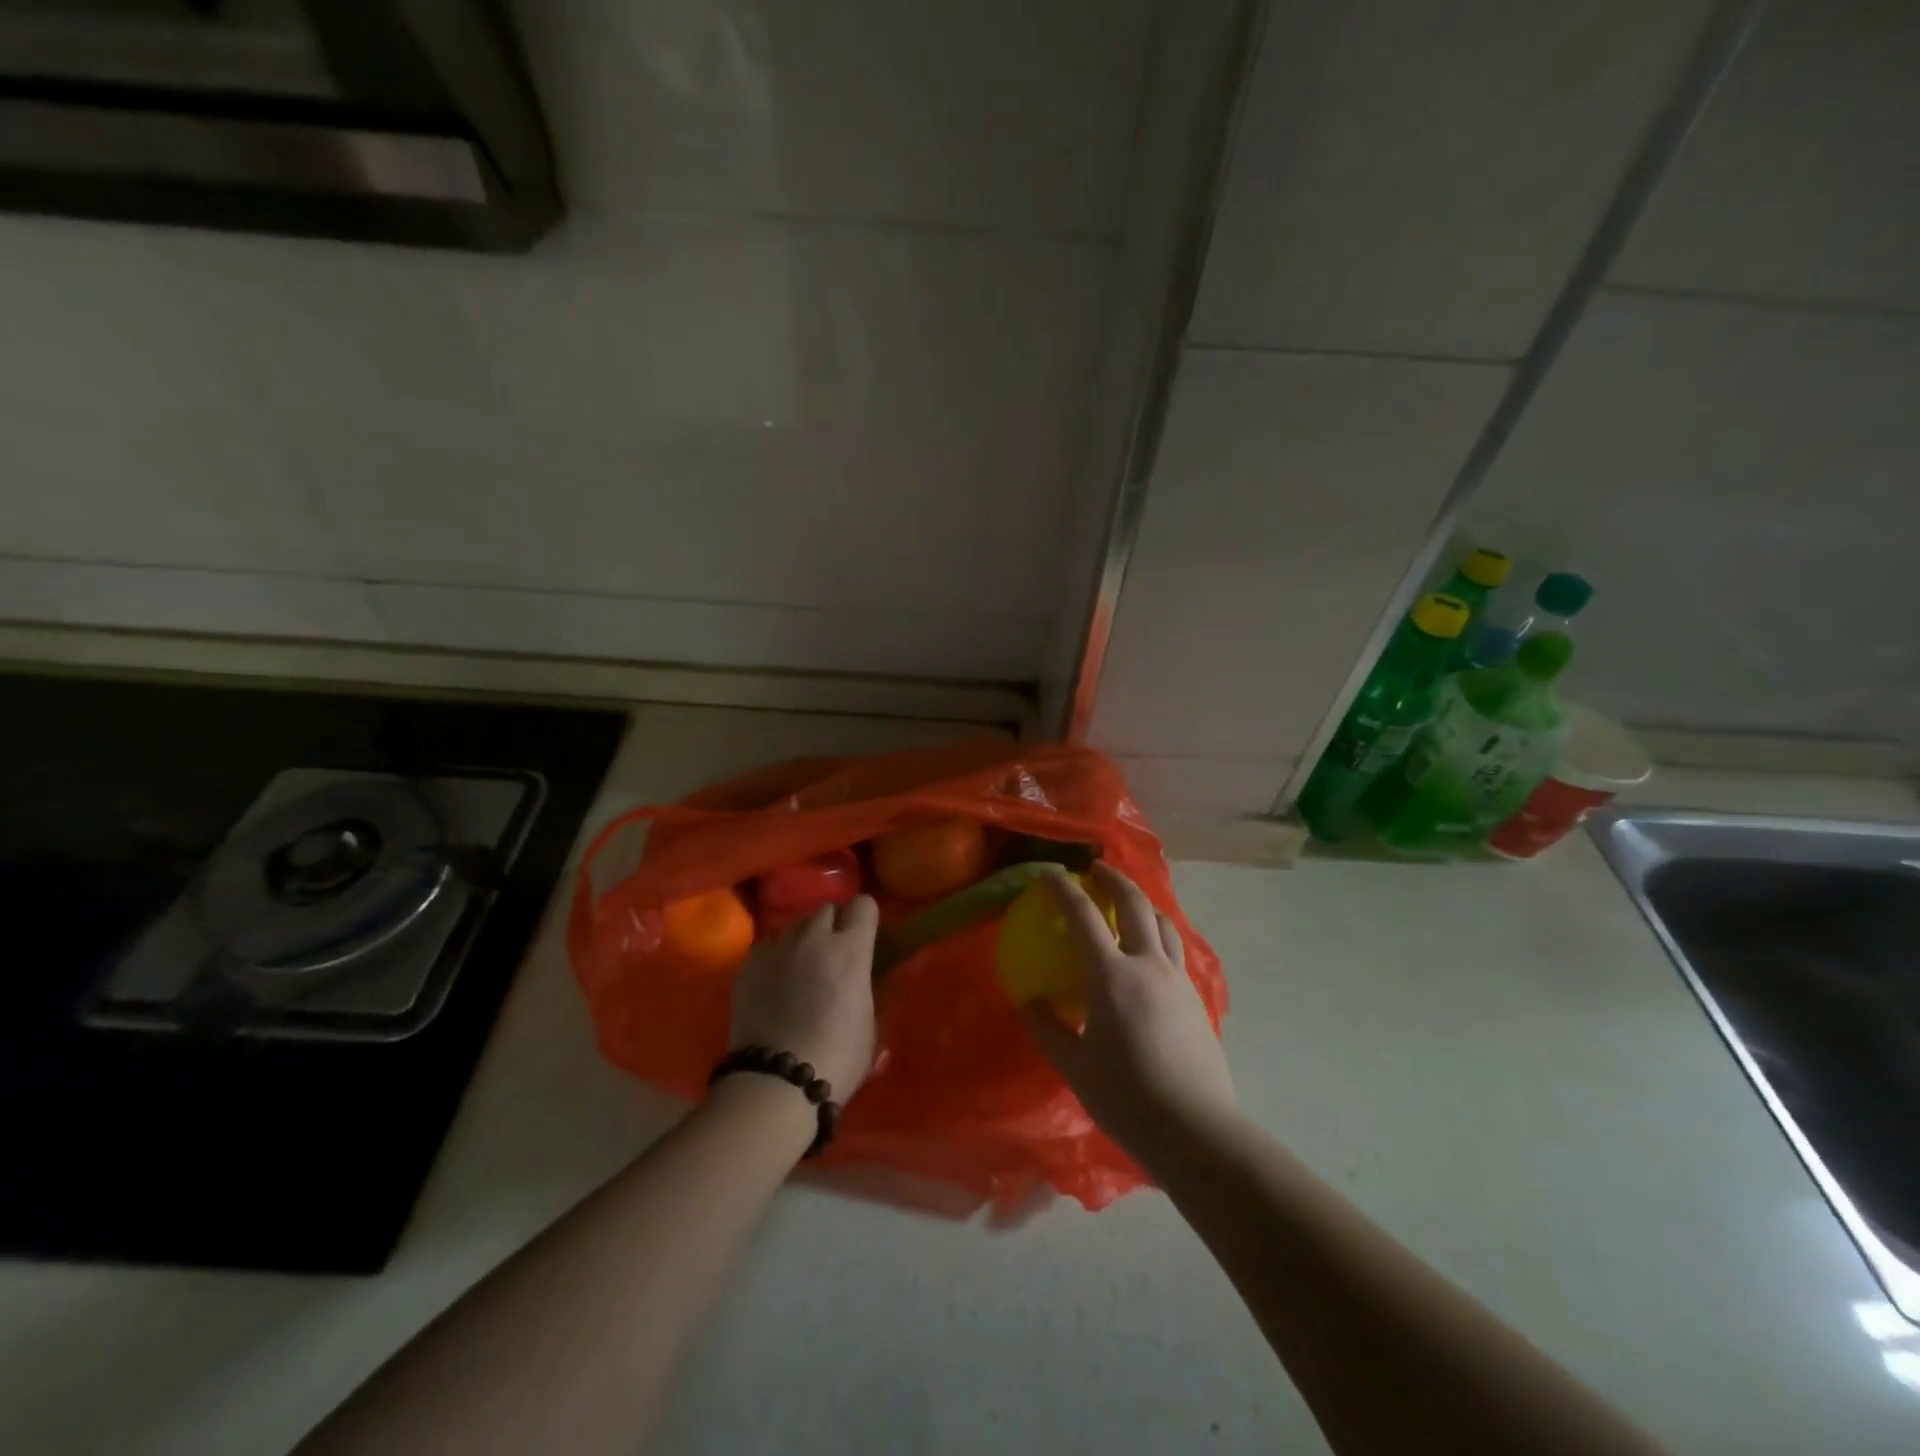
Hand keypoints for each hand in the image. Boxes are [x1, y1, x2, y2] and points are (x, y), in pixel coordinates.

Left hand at [728, 895, 879, 1099]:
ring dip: (802, 941)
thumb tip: (859, 978)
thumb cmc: (836, 1057)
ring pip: (794, 928)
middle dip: (832, 927)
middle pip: (826, 910)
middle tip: (831, 956)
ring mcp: (777, 948)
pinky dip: (774, 960)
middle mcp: (814, 937)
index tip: (864, 937)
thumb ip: (864, 987)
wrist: (775, 1082)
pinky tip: (772, 986)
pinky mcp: (748, 965)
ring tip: (799, 970)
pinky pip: (767, 949)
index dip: (865, 919)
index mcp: (850, 949)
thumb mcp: (868, 1022)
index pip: (864, 905)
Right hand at [1021, 865, 1236, 1174]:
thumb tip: (1030, 1002)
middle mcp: (1148, 965)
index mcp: (1112, 976)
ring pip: (1163, 922)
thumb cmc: (1127, 1098)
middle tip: (1097, 870)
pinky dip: (1158, 933)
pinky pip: (1175, 949)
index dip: (1063, 888)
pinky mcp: (1197, 997)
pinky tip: (1150, 952)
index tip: (1050, 872)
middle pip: (1134, 903)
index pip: (1084, 916)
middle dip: (1114, 879)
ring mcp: (1178, 979)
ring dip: (1142, 903)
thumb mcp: (1074, 1066)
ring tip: (1128, 903)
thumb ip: (1048, 1028)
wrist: (1196, 1129)